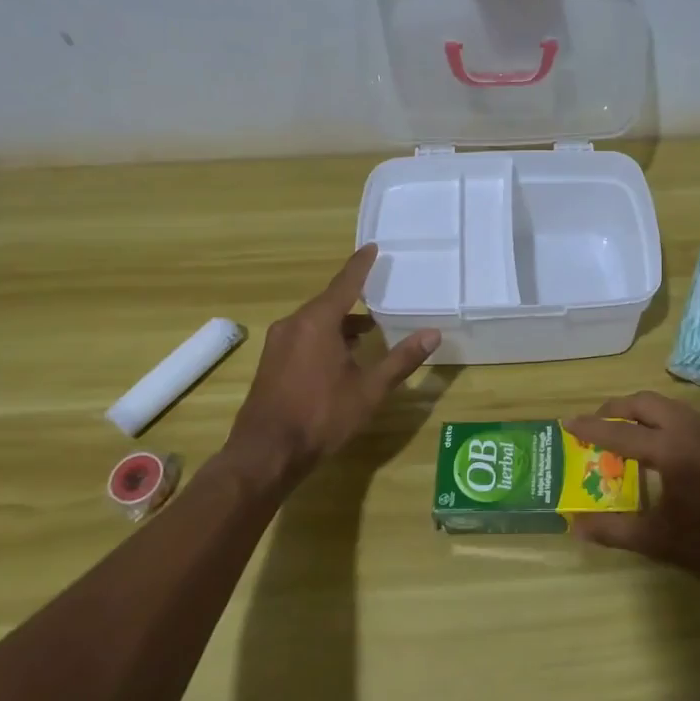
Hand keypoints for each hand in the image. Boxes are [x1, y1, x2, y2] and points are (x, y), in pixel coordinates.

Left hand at [221, 245, 438, 490]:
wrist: (266, 453)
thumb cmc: (321, 416)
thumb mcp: (369, 390)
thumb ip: (401, 359)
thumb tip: (433, 334)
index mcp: (318, 322)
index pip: (345, 284)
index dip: (361, 265)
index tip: (372, 247)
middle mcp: (294, 324)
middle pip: (329, 302)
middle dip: (354, 298)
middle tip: (379, 293)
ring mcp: (278, 343)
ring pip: (315, 321)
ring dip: (340, 322)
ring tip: (368, 331)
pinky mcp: (271, 362)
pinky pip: (303, 336)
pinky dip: (325, 336)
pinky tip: (341, 356)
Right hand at [563, 392, 699, 591]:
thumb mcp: (657, 541)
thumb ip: (613, 530)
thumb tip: (575, 526)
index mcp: (670, 450)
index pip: (620, 432)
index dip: (590, 428)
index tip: (566, 422)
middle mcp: (688, 429)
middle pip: (643, 402)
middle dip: (615, 409)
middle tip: (594, 425)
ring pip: (664, 404)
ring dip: (638, 411)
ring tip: (620, 432)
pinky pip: (680, 414)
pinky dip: (658, 418)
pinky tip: (654, 445)